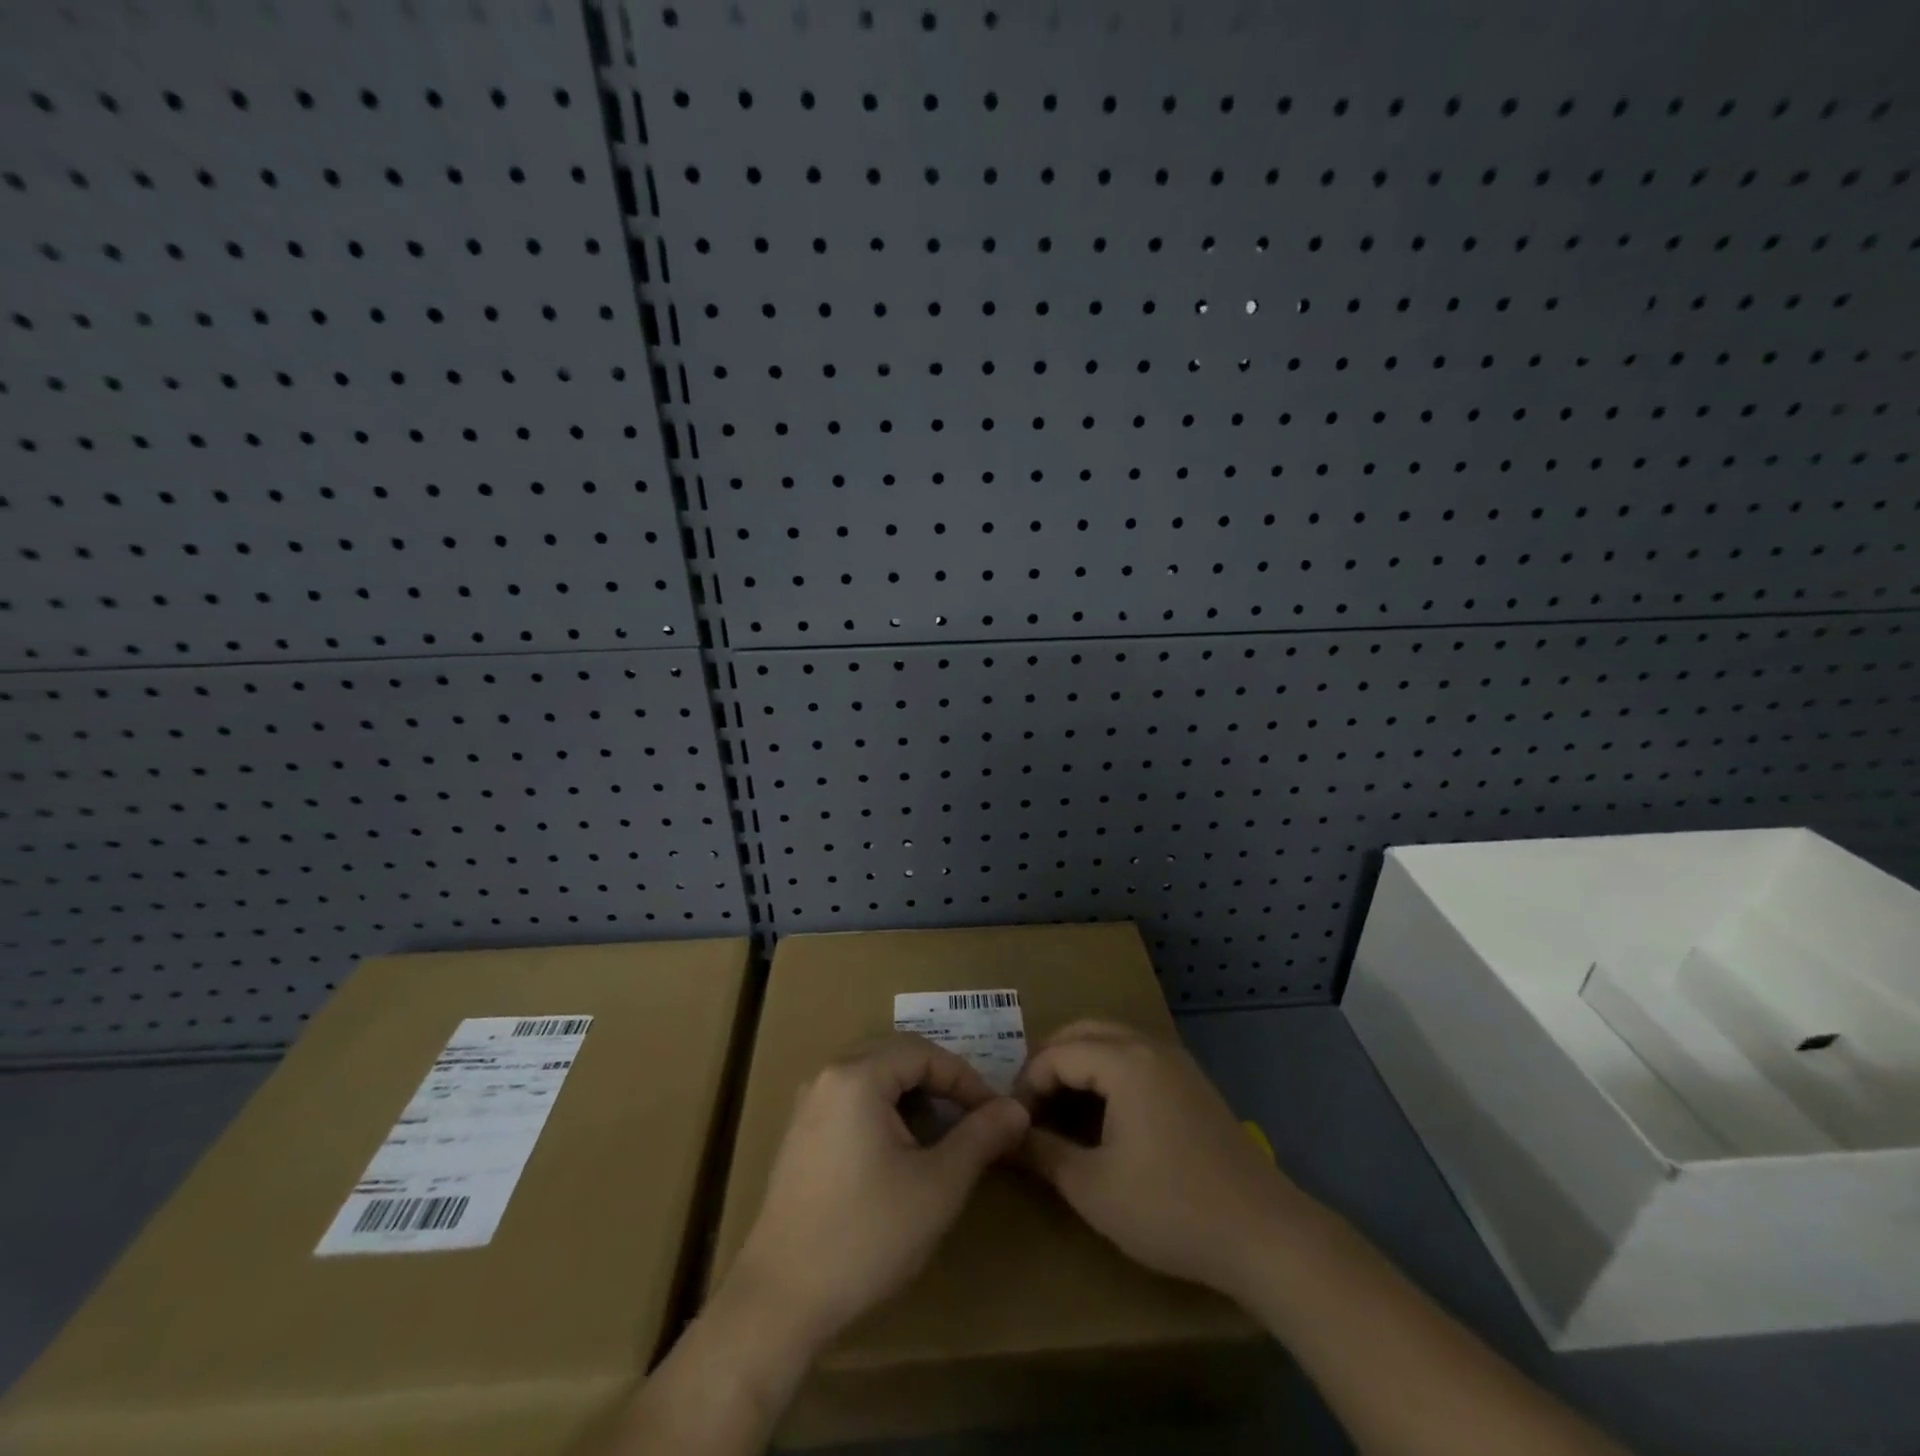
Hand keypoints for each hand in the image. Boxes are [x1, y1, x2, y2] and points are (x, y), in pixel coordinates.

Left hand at [732, 1032, 1029, 1348]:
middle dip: (940, 1081)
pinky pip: (851, 1100)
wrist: (780, 1301)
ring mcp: (807, 1105)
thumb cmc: (866, 1236)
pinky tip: (899, 1151)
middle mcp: (827, 1076)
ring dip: (912, 1096)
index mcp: (857, 1075)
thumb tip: (1017, 1108)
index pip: (924, 1052)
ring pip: (873, 1077)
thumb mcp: (937, 1186)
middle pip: (896, 1056)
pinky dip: (884, 1111)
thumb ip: (980, 1138)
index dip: (965, 1078)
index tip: (995, 1114)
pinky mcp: (799, 1134)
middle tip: (972, 1116)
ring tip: (942, 1133)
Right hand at [1017, 1020, 1296, 1298]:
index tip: (1013, 1122)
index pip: (1057, 1053)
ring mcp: (1175, 1062)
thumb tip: (1007, 1137)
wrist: (1264, 1234)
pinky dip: (1108, 1071)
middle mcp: (1149, 1046)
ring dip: (1079, 1063)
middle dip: (1050, 1061)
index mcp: (1124, 1061)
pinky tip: (1103, 1115)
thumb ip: (1043, 1153)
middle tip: (1031, 1105)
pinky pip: (1136, 1057)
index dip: (1027, 1084)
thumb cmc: (1170, 1208)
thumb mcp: (1093, 1188)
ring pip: (1112, 1040)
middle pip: (1083, 1031)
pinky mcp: (1192, 1083)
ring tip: (1060, 1108)